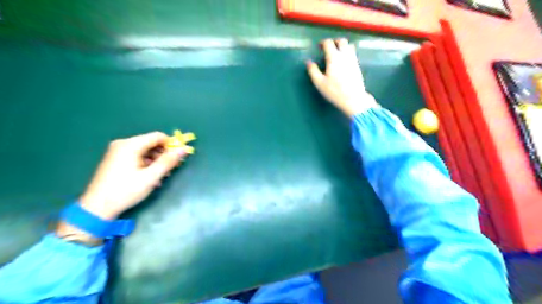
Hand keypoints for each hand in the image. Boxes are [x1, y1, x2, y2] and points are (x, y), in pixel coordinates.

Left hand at [77, 132, 185, 219]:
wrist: (97, 208)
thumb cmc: (126, 190)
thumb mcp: (151, 177)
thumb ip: (168, 161)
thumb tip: (184, 149)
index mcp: (130, 145)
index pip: (158, 136)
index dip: (171, 144)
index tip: (179, 157)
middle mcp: (123, 144)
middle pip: (151, 143)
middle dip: (164, 154)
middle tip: (172, 168)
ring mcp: (117, 152)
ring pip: (145, 151)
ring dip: (157, 161)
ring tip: (162, 175)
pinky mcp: (116, 160)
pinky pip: (137, 156)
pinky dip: (147, 164)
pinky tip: (151, 177)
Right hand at [307, 38, 377, 118]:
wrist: (353, 98)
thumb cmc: (335, 91)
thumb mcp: (319, 83)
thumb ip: (313, 71)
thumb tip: (309, 62)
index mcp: (333, 58)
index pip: (328, 43)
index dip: (323, 42)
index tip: (319, 46)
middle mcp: (344, 55)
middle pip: (341, 41)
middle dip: (334, 41)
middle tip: (328, 48)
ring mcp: (353, 60)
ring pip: (349, 46)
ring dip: (342, 46)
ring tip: (336, 53)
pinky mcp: (358, 66)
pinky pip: (353, 54)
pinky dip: (347, 52)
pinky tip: (343, 61)